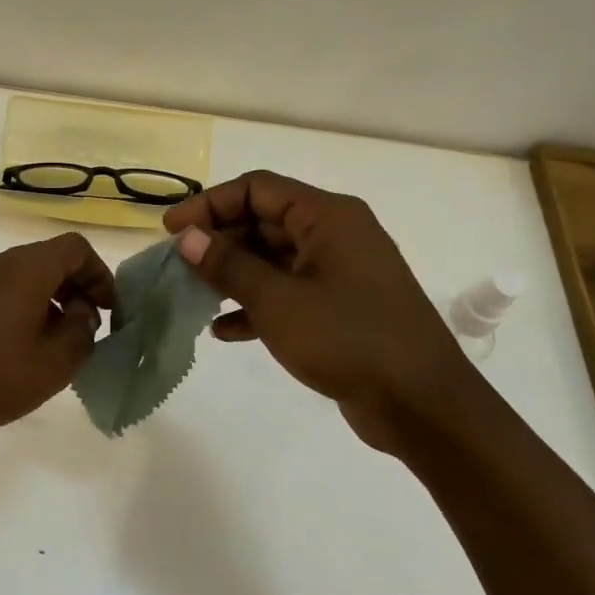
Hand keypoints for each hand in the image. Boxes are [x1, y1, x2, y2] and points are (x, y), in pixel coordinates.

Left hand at [0, 233, 115, 444]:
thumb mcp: (54, 363)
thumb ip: (82, 331)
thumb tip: (81, 311)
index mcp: (25, 269)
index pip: (75, 247)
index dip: (100, 274)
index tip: (108, 310)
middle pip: (49, 258)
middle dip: (77, 287)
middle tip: (87, 328)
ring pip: (25, 274)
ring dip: (51, 298)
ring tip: (58, 342)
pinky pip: (2, 288)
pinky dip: (24, 304)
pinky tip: (23, 345)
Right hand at [164, 170, 483, 454]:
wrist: (422, 405)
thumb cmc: (347, 339)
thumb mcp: (277, 300)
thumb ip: (228, 265)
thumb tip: (187, 238)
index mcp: (327, 217)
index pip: (257, 189)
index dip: (209, 204)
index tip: (172, 230)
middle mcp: (335, 235)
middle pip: (263, 222)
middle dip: (218, 241)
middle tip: (178, 266)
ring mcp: (340, 273)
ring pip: (273, 259)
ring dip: (232, 275)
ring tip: (193, 296)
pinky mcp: (341, 308)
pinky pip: (288, 293)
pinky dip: (256, 305)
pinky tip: (224, 331)